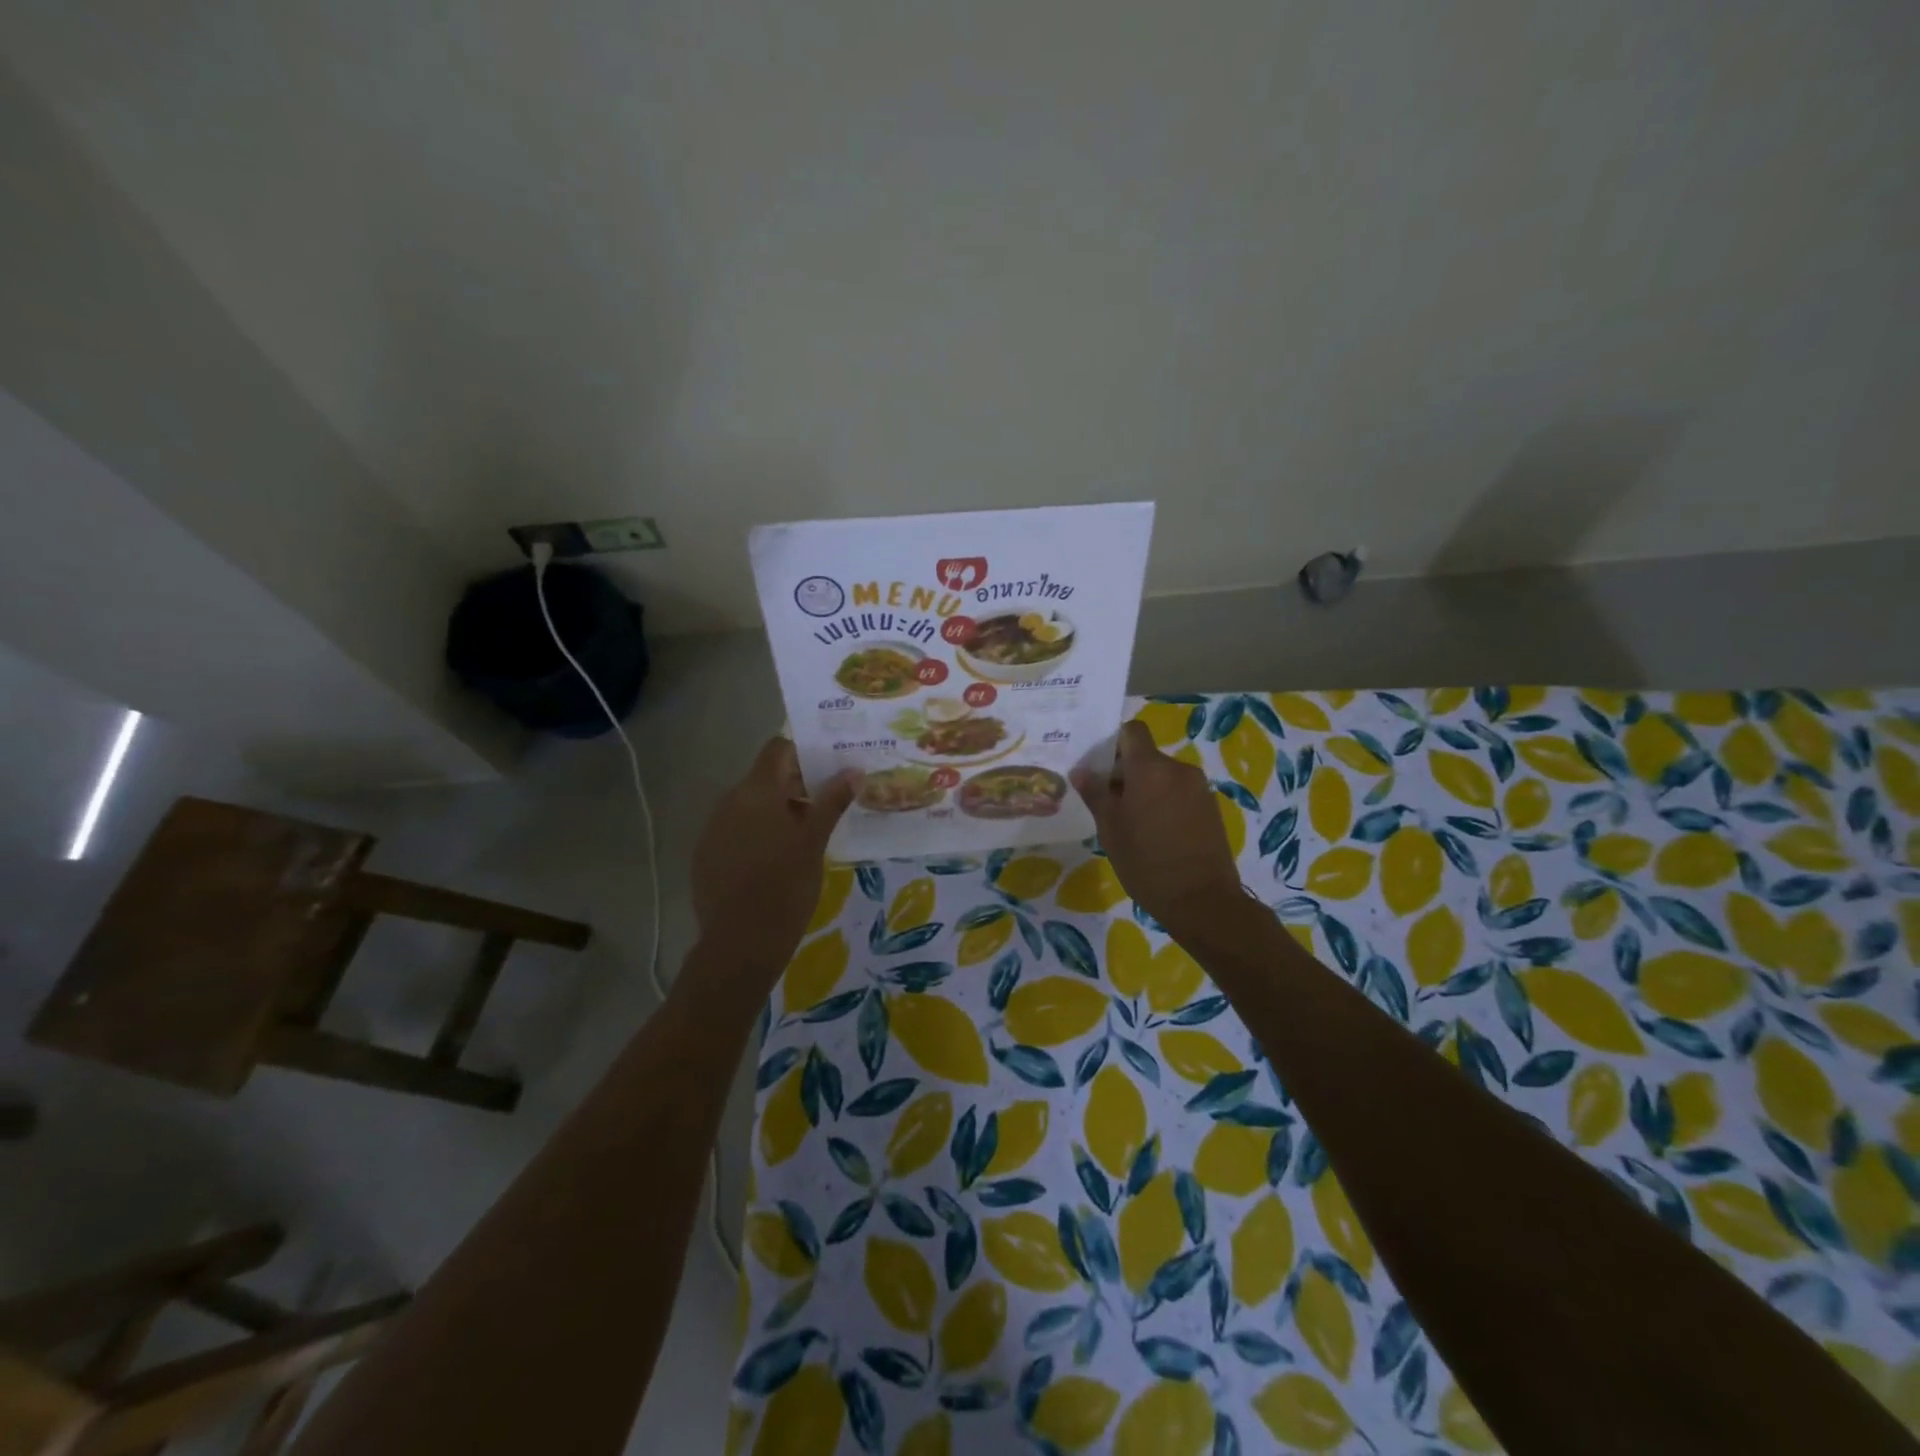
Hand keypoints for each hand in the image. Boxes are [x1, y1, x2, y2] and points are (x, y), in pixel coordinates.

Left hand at [692, 739, 857, 972]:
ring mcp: (713, 829)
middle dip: (796, 786)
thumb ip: (832, 802)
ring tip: (805, 836)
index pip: (777, 749)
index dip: (803, 753)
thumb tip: (853, 770)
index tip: (828, 769)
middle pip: (765, 778)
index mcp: (756, 792)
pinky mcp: (705, 855)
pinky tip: (775, 861)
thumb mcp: (814, 843)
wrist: (739, 945)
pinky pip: (736, 830)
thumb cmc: (785, 888)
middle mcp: (729, 801)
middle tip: (827, 805)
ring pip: (750, 805)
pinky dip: (757, 834)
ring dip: (777, 811)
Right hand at [1073, 721, 1243, 932]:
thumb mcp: (1110, 829)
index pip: (1132, 731)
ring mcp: (1199, 789)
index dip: (1114, 742)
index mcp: (1150, 768)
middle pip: (1146, 756)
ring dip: (1146, 789)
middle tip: (1108, 803)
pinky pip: (1179, 793)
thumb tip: (1081, 770)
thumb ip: (1095, 794)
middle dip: (1126, 773)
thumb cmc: (1146, 862)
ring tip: (1132, 823)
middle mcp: (1178, 769)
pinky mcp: (1211, 808)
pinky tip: (1156, 834)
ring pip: (1163, 776)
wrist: (1202, 900)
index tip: (1100, 767)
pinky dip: (1165, 803)